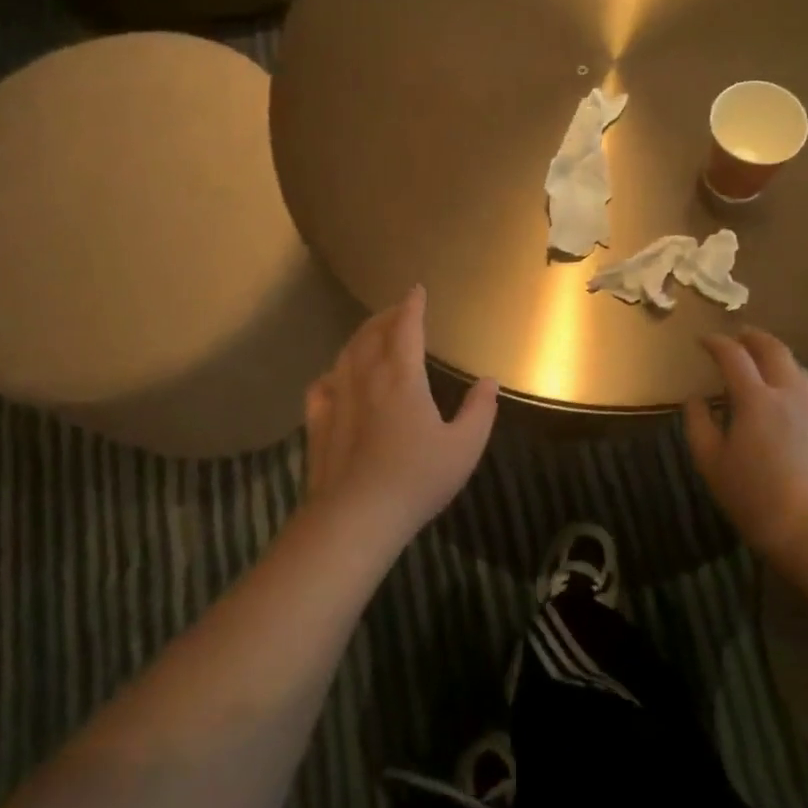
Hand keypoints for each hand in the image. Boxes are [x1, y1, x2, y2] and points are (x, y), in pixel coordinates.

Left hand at [302, 285, 499, 541]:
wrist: (356, 517)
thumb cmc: (417, 479)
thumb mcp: (464, 447)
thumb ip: (479, 410)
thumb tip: (489, 380)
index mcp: (402, 377)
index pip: (406, 328)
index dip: (412, 306)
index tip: (416, 290)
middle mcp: (367, 378)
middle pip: (371, 335)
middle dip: (384, 317)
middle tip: (397, 311)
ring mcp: (338, 400)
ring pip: (345, 355)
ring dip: (359, 338)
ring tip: (370, 335)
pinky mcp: (319, 424)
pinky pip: (322, 386)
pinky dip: (332, 373)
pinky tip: (334, 378)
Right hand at [684, 329, 807, 563]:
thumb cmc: (755, 497)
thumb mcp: (712, 464)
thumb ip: (699, 425)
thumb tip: (695, 399)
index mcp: (755, 399)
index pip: (734, 356)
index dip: (716, 343)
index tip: (702, 339)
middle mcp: (788, 394)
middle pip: (773, 350)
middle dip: (753, 337)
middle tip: (737, 335)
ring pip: (796, 367)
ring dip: (775, 354)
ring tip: (761, 358)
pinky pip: (807, 388)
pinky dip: (790, 376)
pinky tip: (782, 393)